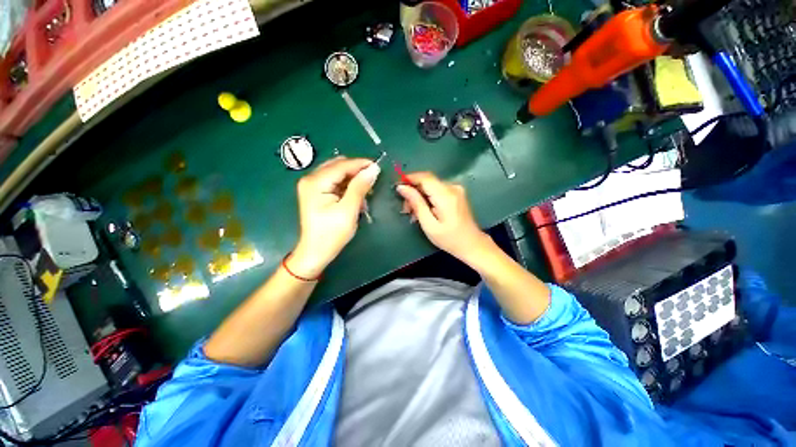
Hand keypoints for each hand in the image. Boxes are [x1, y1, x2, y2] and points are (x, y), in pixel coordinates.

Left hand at [290, 157, 379, 277]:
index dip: (361, 164)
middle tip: (373, 180)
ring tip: (365, 191)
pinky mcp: (316, 192)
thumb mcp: (349, 210)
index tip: (378, 167)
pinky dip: (347, 186)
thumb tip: (373, 169)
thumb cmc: (332, 234)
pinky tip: (355, 195)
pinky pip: (335, 182)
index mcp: (315, 182)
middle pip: (338, 166)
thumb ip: (360, 187)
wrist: (316, 252)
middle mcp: (311, 179)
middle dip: (356, 171)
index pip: (342, 165)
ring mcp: (312, 185)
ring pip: (337, 173)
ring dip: (352, 179)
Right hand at [396, 172, 490, 264]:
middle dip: (413, 191)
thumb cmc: (449, 239)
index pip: (425, 177)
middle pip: (427, 181)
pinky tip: (424, 210)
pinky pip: (437, 190)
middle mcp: (452, 187)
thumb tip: (402, 187)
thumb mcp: (429, 224)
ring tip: (413, 213)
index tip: (397, 188)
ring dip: (419, 195)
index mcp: (446, 195)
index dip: (409, 178)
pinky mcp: (456, 193)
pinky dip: (428, 197)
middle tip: (406, 209)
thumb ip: (416, 204)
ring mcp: (456, 189)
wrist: (472, 244)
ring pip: (431, 185)